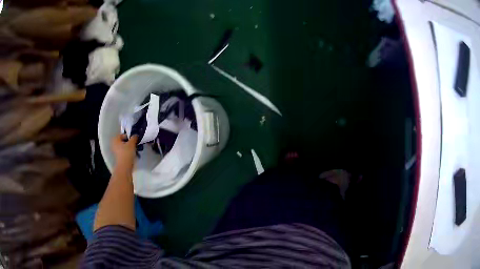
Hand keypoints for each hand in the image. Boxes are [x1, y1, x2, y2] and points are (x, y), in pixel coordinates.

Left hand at [111, 134, 137, 170]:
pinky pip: (124, 152)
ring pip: (124, 147)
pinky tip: (133, 154)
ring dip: (129, 147)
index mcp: (115, 139)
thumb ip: (134, 137)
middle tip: (135, 144)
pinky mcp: (119, 157)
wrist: (125, 166)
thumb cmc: (127, 153)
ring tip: (135, 149)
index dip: (129, 136)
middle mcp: (114, 145)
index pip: (122, 135)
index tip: (134, 139)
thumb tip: (135, 135)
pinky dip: (128, 152)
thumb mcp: (132, 143)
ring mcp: (116, 152)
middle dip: (129, 142)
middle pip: (123, 141)